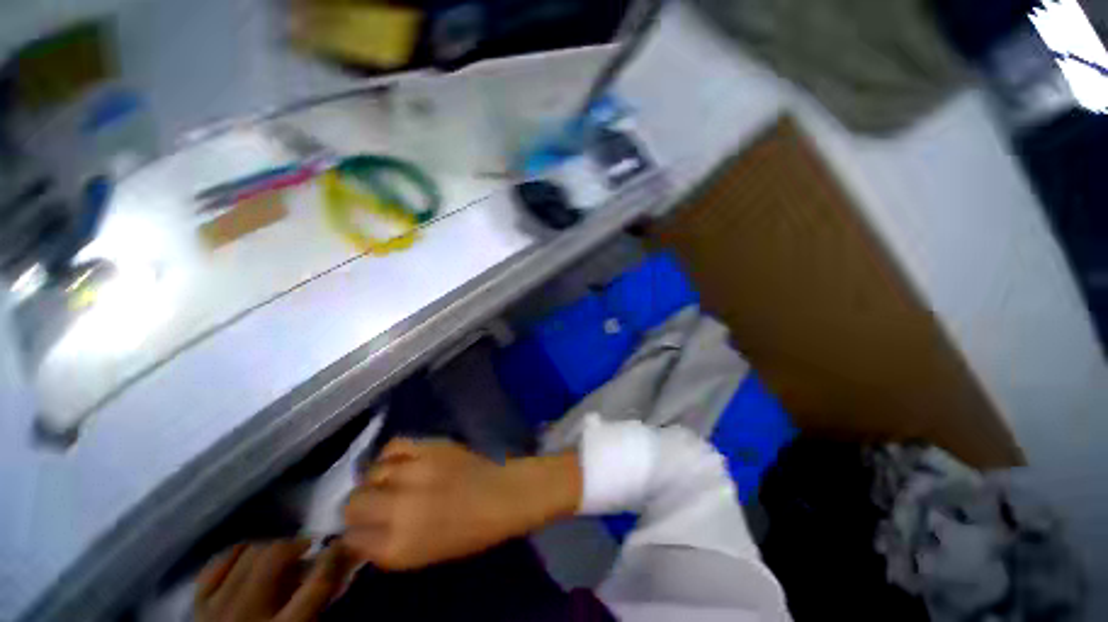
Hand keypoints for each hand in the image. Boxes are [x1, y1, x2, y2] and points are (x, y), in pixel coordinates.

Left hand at [194, 540, 350, 621]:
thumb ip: (318, 600)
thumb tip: (340, 564)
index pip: (316, 584)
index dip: (333, 557)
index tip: (341, 542)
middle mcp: (248, 614)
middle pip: (275, 558)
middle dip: (296, 544)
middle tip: (307, 547)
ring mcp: (217, 607)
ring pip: (248, 553)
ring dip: (269, 547)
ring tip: (279, 554)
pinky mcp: (198, 603)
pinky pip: (217, 564)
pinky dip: (237, 553)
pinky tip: (249, 554)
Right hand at [342, 438, 581, 569]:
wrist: (503, 495)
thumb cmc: (469, 533)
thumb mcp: (422, 555)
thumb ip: (387, 545)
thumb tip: (360, 533)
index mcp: (398, 546)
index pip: (352, 538)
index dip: (355, 532)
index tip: (362, 527)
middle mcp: (399, 509)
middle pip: (354, 503)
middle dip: (357, 506)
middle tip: (372, 503)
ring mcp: (415, 472)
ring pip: (371, 472)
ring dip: (374, 479)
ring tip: (388, 481)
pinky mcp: (430, 446)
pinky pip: (395, 445)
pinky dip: (390, 454)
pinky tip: (397, 461)